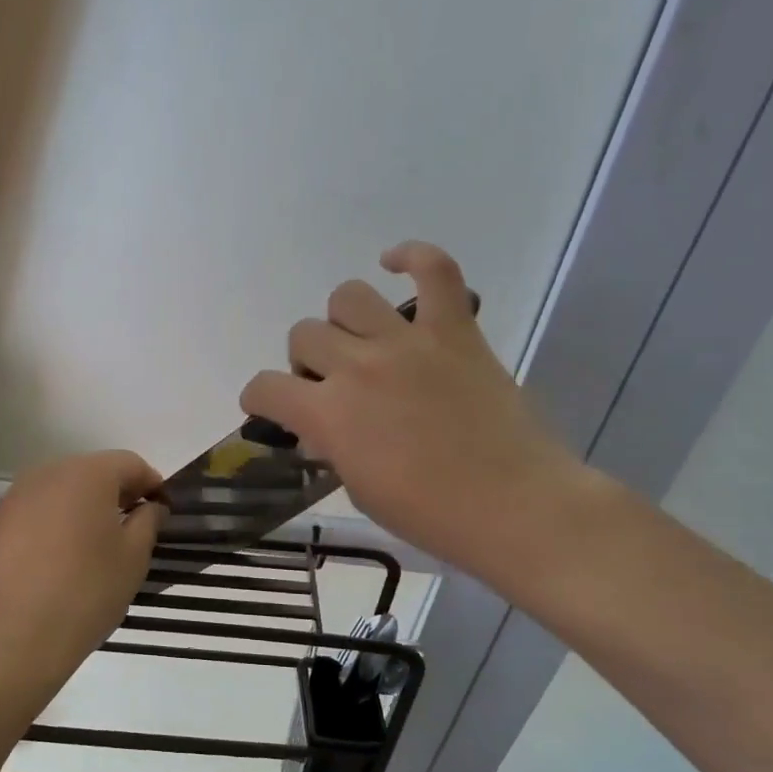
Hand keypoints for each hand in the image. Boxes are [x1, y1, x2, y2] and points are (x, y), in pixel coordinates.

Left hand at [0, 450, 165, 688]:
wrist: (15, 636)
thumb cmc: (87, 590)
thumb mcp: (134, 557)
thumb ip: (148, 521)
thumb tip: (150, 506)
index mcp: (87, 474)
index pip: (129, 463)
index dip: (151, 483)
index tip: (162, 509)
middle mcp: (46, 475)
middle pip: (90, 473)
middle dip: (114, 493)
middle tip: (131, 525)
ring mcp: (13, 500)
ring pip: (57, 494)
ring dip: (79, 510)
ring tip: (93, 547)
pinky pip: (32, 518)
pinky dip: (49, 529)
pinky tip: (55, 564)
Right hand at [239, 241, 589, 575]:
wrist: (513, 506)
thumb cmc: (430, 514)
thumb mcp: (360, 490)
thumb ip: (333, 448)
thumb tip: (323, 428)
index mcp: (328, 414)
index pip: (265, 387)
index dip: (259, 398)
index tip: (269, 409)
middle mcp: (358, 366)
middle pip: (303, 334)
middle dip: (306, 362)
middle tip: (331, 386)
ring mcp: (407, 342)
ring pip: (347, 296)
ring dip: (343, 321)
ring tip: (360, 343)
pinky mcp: (454, 331)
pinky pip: (434, 269)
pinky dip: (412, 257)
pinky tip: (395, 263)